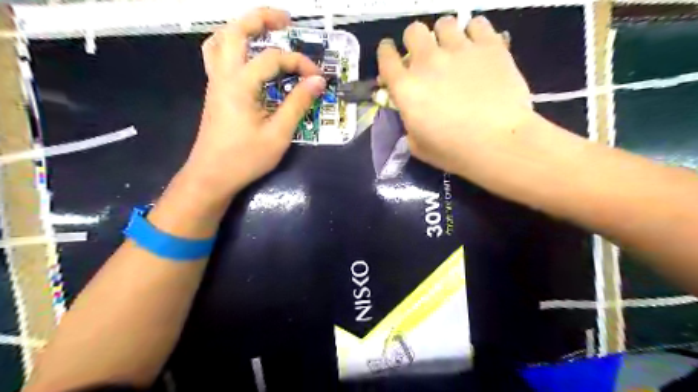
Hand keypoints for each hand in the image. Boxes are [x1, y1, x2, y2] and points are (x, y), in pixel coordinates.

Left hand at [186, 7, 326, 200]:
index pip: (274, 59)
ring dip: (242, 28)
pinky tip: (248, 57)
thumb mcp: (278, 134)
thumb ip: (298, 104)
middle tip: (286, 20)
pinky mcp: (215, 92)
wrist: (211, 176)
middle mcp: (223, 75)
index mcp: (240, 84)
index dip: (300, 63)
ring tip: (264, 31)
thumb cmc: (245, 158)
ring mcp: (215, 82)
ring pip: (220, 39)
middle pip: (236, 30)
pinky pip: (218, 55)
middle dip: (261, 18)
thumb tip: (318, 81)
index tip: (318, 78)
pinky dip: (233, 46)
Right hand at [379, 15, 534, 174]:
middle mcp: (428, 62)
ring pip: (444, 23)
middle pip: (413, 31)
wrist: (498, 144)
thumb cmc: (454, 151)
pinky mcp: (489, 46)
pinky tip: (477, 47)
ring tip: (454, 50)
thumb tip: (413, 112)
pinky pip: (477, 24)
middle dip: (415, 41)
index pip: (386, 59)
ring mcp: (459, 50)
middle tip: (425, 56)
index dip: (386, 53)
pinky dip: (474, 33)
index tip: (391, 55)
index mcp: (406, 88)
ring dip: (444, 35)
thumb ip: (409, 123)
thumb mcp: (417, 145)